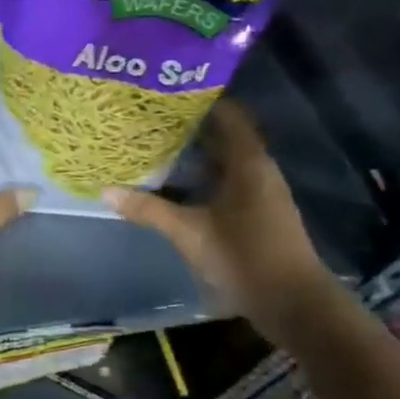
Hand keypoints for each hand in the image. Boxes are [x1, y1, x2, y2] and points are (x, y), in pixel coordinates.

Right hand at [104, 100, 329, 323]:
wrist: (294, 304)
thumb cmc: (244, 257)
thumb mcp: (189, 232)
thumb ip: (148, 209)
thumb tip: (105, 190)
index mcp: (248, 163)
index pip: (228, 114)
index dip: (198, 101)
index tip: (164, 94)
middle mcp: (257, 170)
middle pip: (223, 136)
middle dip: (188, 127)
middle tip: (147, 120)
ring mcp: (259, 193)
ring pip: (222, 161)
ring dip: (192, 154)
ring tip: (152, 146)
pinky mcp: (256, 213)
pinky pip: (225, 182)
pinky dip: (200, 178)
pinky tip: (173, 184)